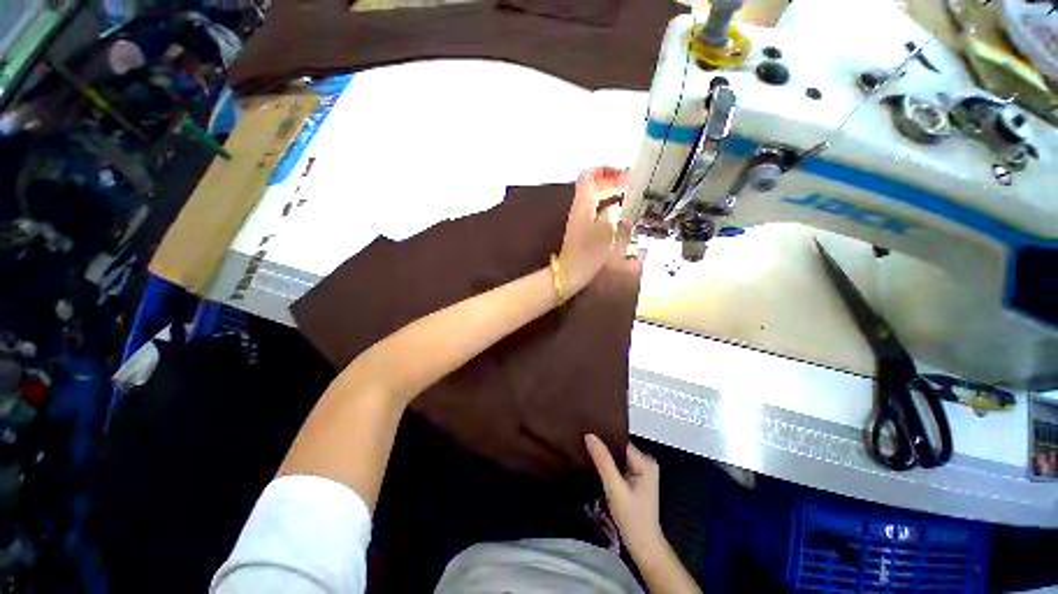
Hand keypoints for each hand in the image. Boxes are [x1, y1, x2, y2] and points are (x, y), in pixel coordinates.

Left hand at [558, 167, 626, 293]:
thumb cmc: (587, 252)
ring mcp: (580, 218)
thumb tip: (616, 205)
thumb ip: (612, 214)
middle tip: (633, 184)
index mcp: (583, 203)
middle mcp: (580, 207)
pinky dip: (608, 206)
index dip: (605, 170)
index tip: (623, 174)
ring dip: (611, 193)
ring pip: (595, 197)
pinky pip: (596, 209)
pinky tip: (621, 213)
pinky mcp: (583, 229)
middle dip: (612, 181)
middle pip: (594, 185)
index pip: (589, 175)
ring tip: (630, 195)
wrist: (570, 272)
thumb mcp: (605, 232)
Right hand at [585, 433, 663, 557]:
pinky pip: (619, 466)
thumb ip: (603, 461)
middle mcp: (646, 462)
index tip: (585, 435)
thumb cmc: (631, 518)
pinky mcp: (637, 480)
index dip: (603, 439)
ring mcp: (642, 471)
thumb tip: (589, 435)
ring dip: (605, 458)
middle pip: (619, 449)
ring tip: (586, 452)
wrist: (643, 547)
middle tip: (582, 444)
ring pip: (618, 458)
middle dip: (603, 448)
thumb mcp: (615, 489)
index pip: (620, 442)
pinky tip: (595, 466)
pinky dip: (609, 467)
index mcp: (645, 461)